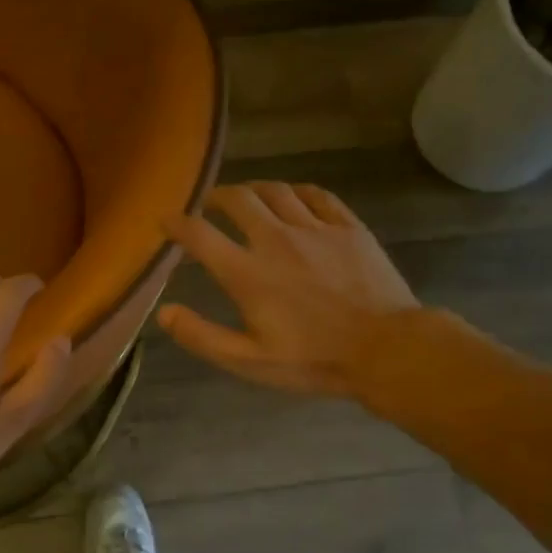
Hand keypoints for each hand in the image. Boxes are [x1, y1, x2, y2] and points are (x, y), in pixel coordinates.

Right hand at [159, 182, 417, 397]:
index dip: (176, 224)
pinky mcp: (348, 227)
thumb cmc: (314, 360)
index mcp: (248, 273)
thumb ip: (202, 336)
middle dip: (216, 196)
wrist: (387, 349)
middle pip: (238, 199)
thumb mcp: (249, 361)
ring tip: (246, 198)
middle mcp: (277, 240)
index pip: (200, 235)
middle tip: (209, 204)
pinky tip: (292, 199)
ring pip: (276, 190)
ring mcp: (316, 229)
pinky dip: (296, 192)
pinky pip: (317, 195)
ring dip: (253, 190)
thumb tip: (164, 312)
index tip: (166, 221)